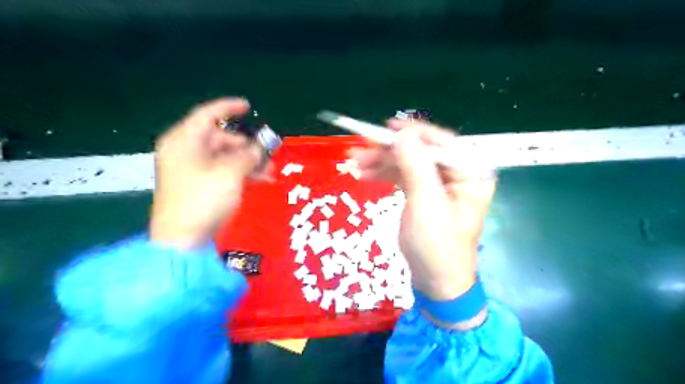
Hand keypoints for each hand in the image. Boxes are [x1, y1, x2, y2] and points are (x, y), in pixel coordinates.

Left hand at [151, 98, 270, 249]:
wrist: (183, 240)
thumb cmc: (204, 199)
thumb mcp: (230, 173)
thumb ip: (248, 155)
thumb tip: (260, 148)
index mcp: (185, 141)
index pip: (208, 115)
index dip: (229, 108)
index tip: (248, 107)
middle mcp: (185, 151)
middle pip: (220, 139)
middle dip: (247, 146)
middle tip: (268, 156)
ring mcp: (191, 169)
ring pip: (224, 157)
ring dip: (248, 162)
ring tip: (269, 173)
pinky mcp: (197, 185)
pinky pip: (222, 171)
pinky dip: (240, 173)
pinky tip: (258, 180)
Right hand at [350, 120, 494, 303]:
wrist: (434, 281)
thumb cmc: (437, 245)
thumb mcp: (426, 203)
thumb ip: (416, 166)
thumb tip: (403, 134)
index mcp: (470, 174)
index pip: (443, 144)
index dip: (415, 133)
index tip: (388, 126)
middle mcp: (457, 175)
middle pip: (421, 152)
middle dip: (390, 151)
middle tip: (360, 147)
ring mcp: (439, 185)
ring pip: (408, 164)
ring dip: (381, 162)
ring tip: (354, 163)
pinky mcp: (424, 194)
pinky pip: (403, 177)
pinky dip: (384, 174)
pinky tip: (364, 174)